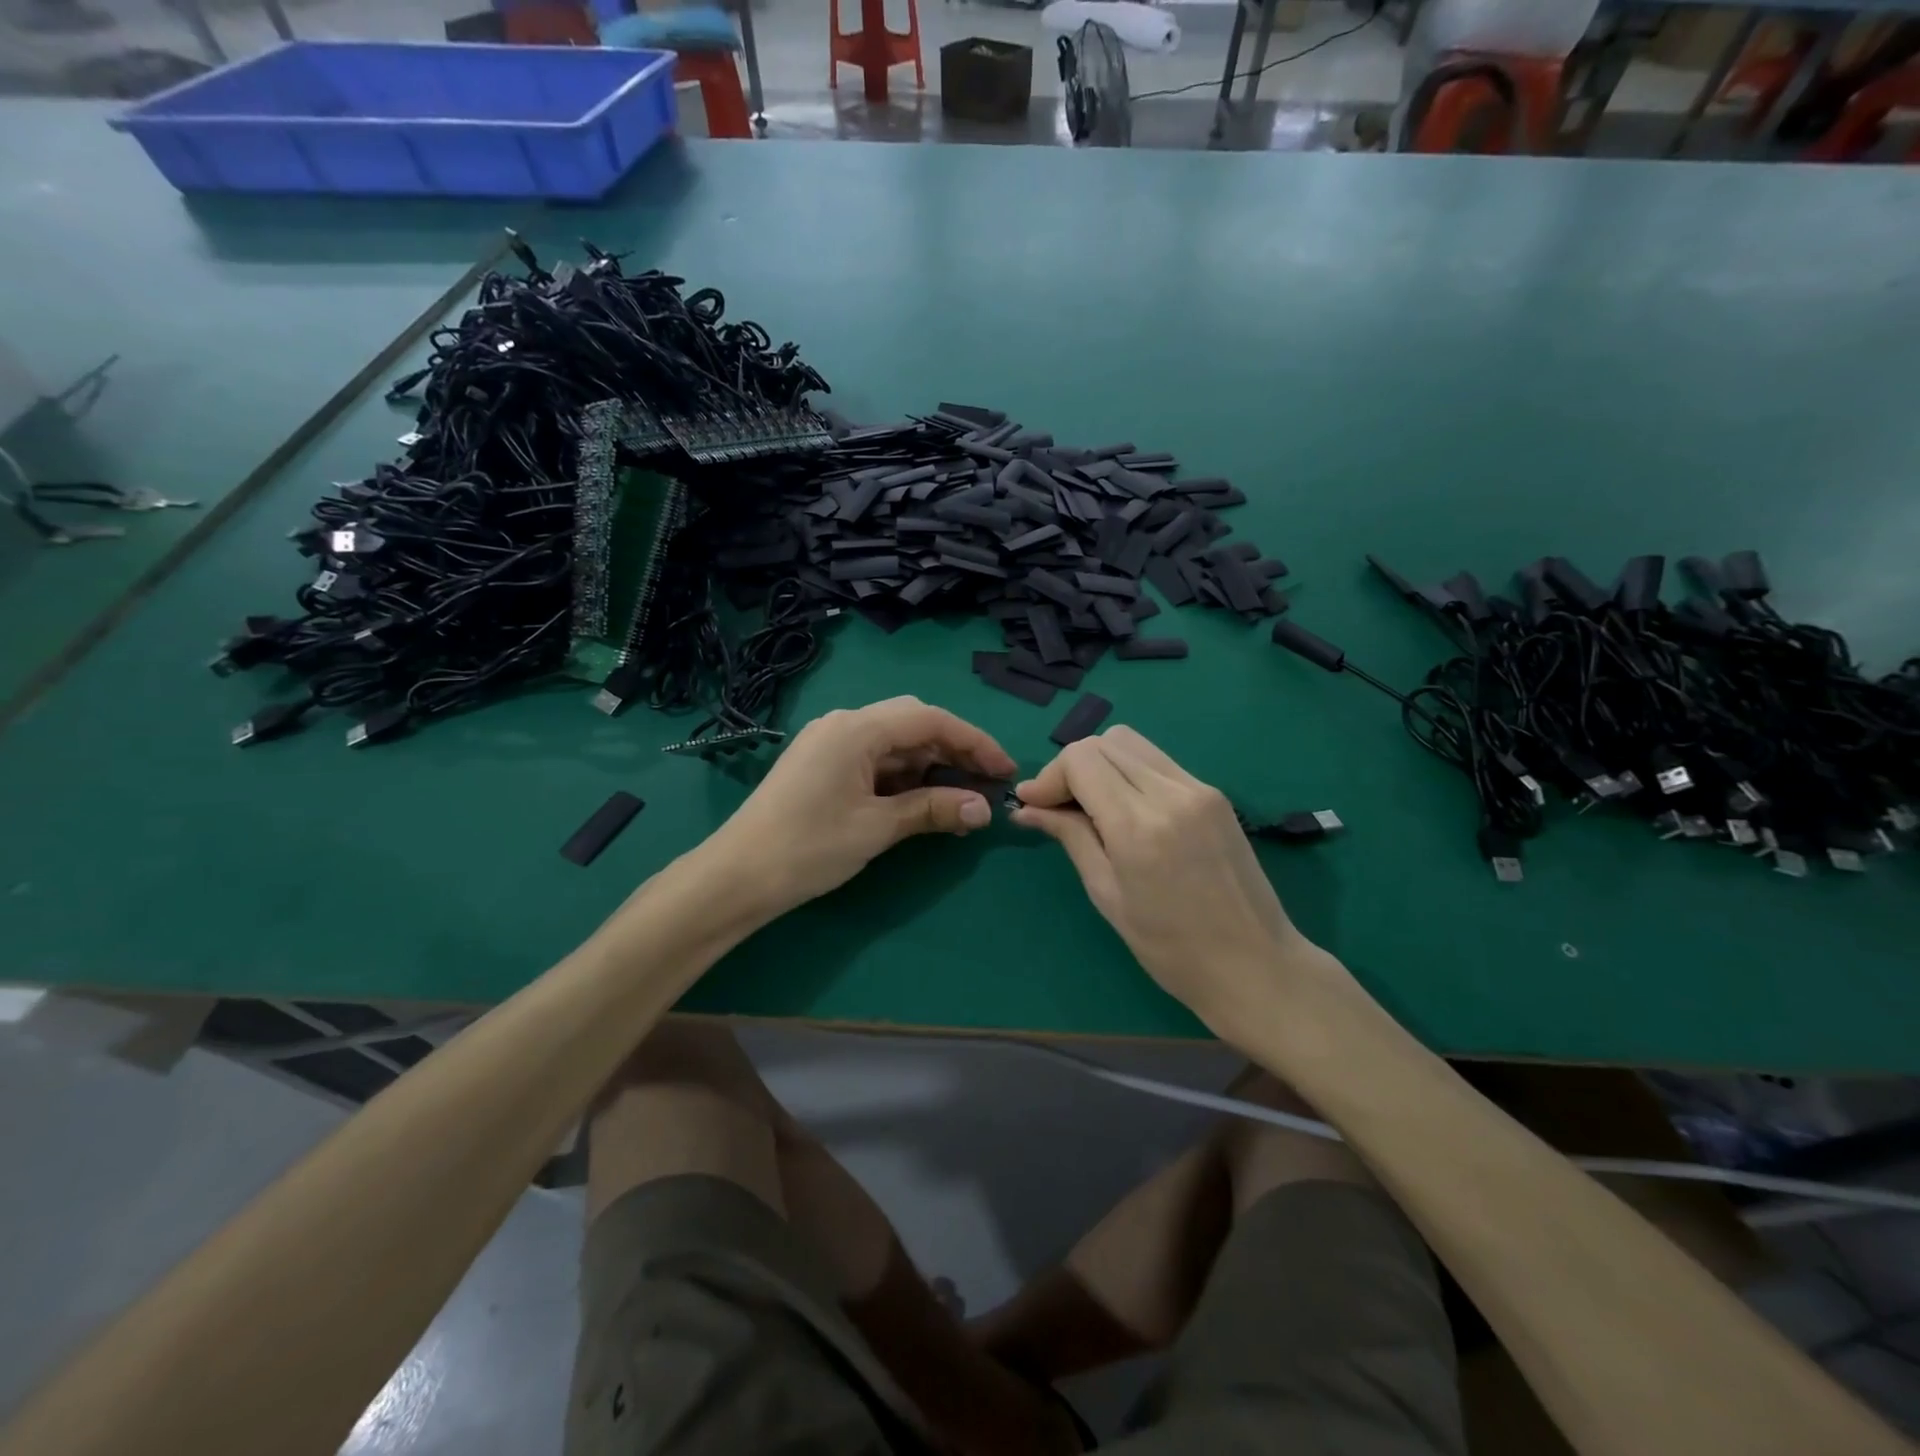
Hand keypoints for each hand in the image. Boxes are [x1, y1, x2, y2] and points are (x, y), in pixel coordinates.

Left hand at [701, 697, 1015, 919]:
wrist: (736, 877)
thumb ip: (932, 810)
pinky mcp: (822, 766)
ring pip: (894, 744)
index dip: (974, 742)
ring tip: (962, 796)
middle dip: (954, 750)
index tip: (1005, 770)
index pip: (930, 720)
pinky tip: (923, 799)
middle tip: (986, 782)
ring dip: (930, 766)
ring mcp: (829, 744)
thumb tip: (984, 810)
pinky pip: (874, 760)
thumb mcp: (876, 828)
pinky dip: (903, 777)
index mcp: (856, 728)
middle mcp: (843, 724)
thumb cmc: (807, 848)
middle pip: (913, 724)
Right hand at [1012, 725, 1338, 1024]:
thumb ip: (1070, 837)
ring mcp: (1199, 789)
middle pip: (1105, 741)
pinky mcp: (1215, 795)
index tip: (1033, 805)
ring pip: (1133, 744)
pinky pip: (1159, 763)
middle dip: (1072, 767)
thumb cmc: (1170, 948)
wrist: (1255, 966)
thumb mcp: (1107, 894)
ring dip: (1101, 764)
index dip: (1050, 776)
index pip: (1081, 759)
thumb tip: (1026, 809)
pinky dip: (1130, 773)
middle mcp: (1171, 793)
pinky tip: (1125, 809)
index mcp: (1139, 825)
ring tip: (1090, 806)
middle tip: (1059, 806)